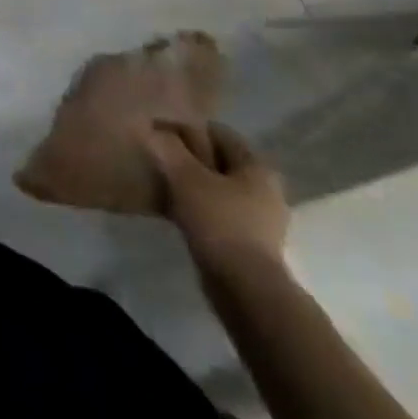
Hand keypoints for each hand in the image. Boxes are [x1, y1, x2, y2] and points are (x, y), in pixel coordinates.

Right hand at [141, 122, 288, 281]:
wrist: (246, 290)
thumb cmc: (220, 223)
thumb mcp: (186, 177)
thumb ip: (168, 148)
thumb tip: (152, 128)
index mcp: (257, 166)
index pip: (219, 133)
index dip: (188, 128)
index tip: (160, 131)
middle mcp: (265, 189)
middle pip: (219, 161)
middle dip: (189, 158)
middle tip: (159, 157)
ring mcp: (260, 220)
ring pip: (218, 189)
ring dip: (192, 185)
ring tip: (162, 183)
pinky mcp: (250, 244)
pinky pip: (218, 214)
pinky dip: (198, 209)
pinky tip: (174, 212)